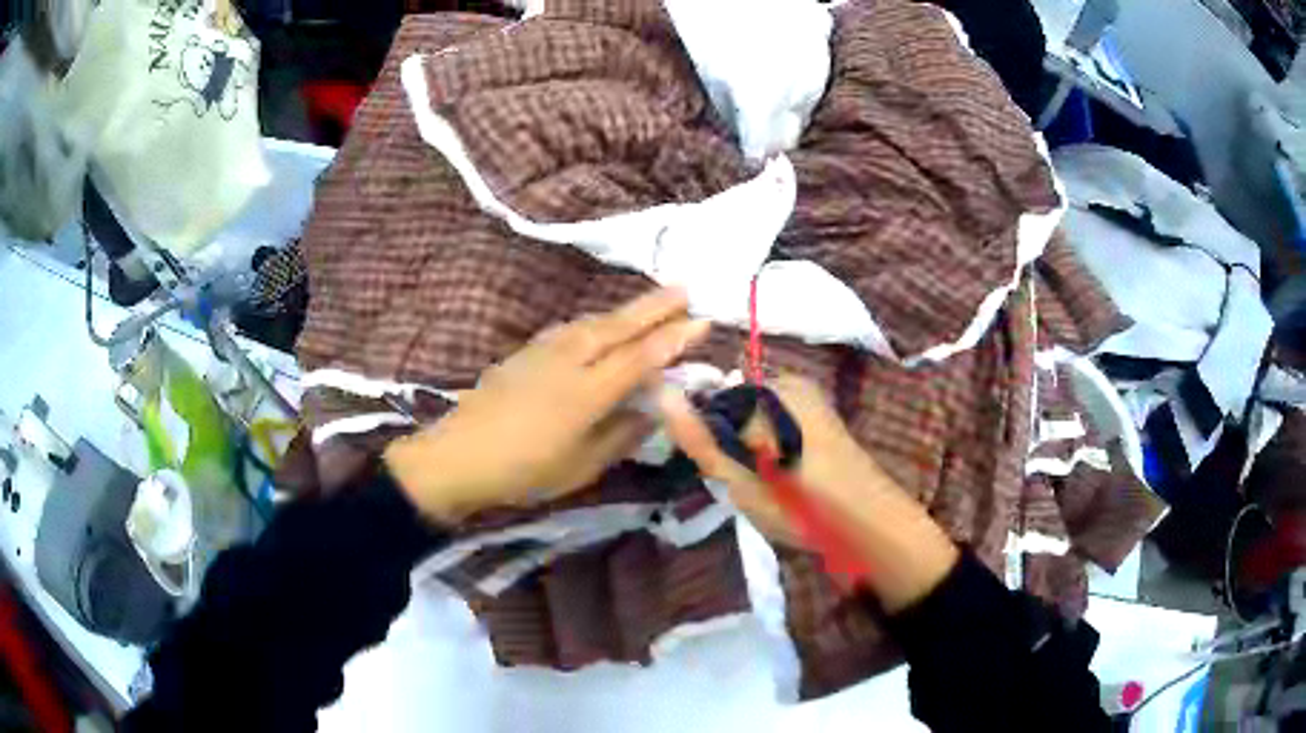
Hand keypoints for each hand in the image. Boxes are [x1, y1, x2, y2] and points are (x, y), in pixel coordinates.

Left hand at [385, 288, 709, 522]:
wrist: (457, 456)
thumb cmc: (524, 472)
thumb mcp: (582, 466)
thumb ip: (621, 435)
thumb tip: (652, 411)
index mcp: (587, 392)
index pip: (641, 357)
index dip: (674, 339)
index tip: (703, 321)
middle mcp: (568, 360)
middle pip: (618, 326)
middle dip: (654, 307)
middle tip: (685, 289)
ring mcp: (543, 352)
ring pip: (592, 322)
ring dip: (624, 311)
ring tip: (649, 304)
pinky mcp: (524, 353)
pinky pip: (570, 328)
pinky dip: (594, 322)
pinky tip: (598, 325)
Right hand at [656, 375, 958, 612]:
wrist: (873, 525)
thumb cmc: (806, 505)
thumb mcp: (744, 481)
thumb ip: (702, 439)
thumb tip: (662, 395)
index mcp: (770, 391)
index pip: (710, 400)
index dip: (703, 435)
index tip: (714, 470)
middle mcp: (789, 384)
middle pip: (732, 407)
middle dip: (727, 442)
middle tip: (743, 485)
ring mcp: (808, 399)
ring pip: (753, 419)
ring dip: (748, 449)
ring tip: (765, 486)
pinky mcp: (820, 417)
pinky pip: (776, 425)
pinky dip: (769, 448)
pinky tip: (783, 478)